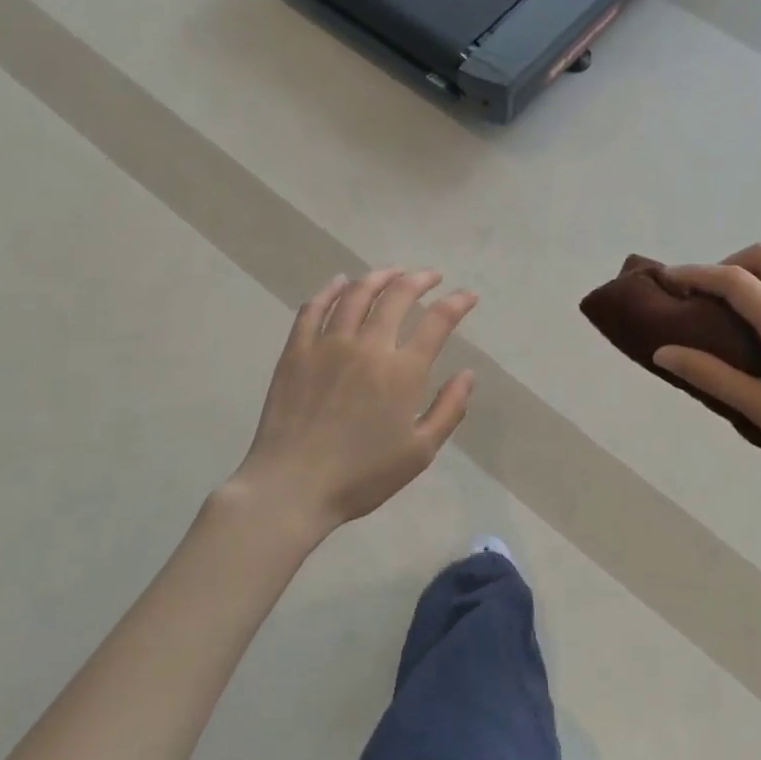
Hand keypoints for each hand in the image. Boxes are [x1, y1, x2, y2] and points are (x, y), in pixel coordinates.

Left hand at [224, 269, 477, 538]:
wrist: (292, 487)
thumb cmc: (362, 476)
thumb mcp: (420, 452)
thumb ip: (448, 409)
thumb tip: (468, 374)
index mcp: (402, 371)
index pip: (437, 322)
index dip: (457, 303)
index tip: (468, 296)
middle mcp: (368, 346)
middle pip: (397, 296)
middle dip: (420, 279)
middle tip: (431, 276)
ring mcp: (328, 344)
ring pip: (356, 294)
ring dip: (379, 276)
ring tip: (393, 272)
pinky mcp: (296, 351)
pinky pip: (314, 308)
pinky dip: (330, 290)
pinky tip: (339, 282)